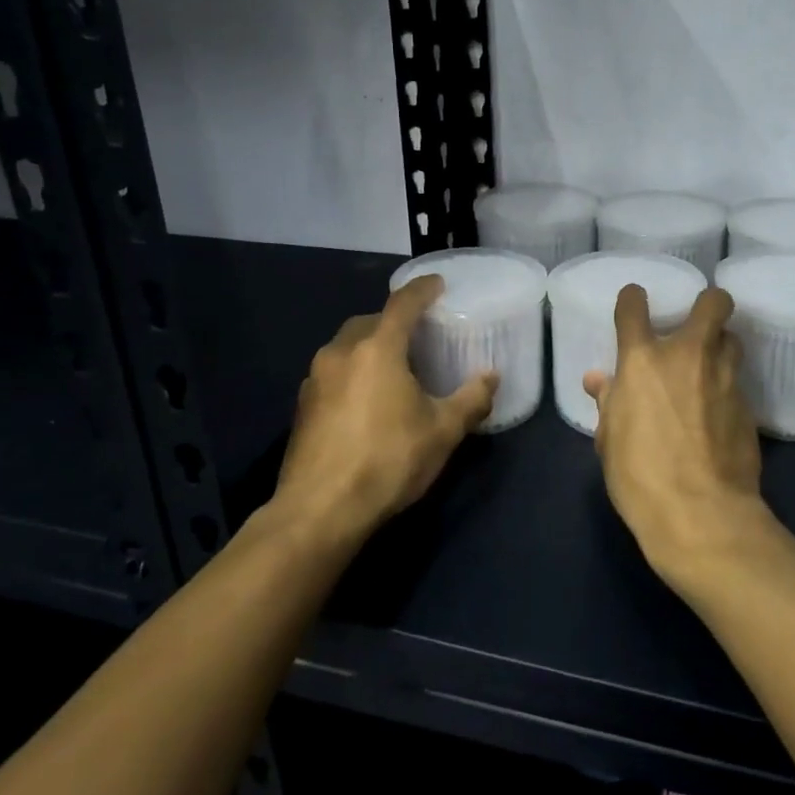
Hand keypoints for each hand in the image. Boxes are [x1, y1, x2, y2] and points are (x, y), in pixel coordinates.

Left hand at [273, 276, 497, 543]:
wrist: (319, 511)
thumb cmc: (387, 461)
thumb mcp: (442, 432)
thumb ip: (471, 399)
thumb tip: (491, 377)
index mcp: (377, 348)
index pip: (403, 303)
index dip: (422, 289)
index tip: (438, 284)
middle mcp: (341, 352)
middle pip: (371, 321)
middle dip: (394, 321)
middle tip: (419, 335)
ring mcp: (315, 379)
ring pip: (347, 346)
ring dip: (371, 347)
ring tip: (395, 368)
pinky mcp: (302, 406)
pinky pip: (333, 372)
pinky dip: (353, 372)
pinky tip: (367, 400)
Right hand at [583, 285, 769, 586]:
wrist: (701, 515)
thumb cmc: (639, 476)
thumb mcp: (609, 440)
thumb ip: (608, 401)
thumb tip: (598, 380)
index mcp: (642, 360)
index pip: (634, 306)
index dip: (633, 299)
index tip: (635, 303)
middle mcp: (687, 356)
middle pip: (713, 303)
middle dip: (709, 303)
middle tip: (699, 321)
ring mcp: (723, 379)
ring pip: (733, 339)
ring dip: (721, 346)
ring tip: (708, 367)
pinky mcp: (748, 406)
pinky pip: (736, 382)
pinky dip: (725, 388)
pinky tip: (717, 412)